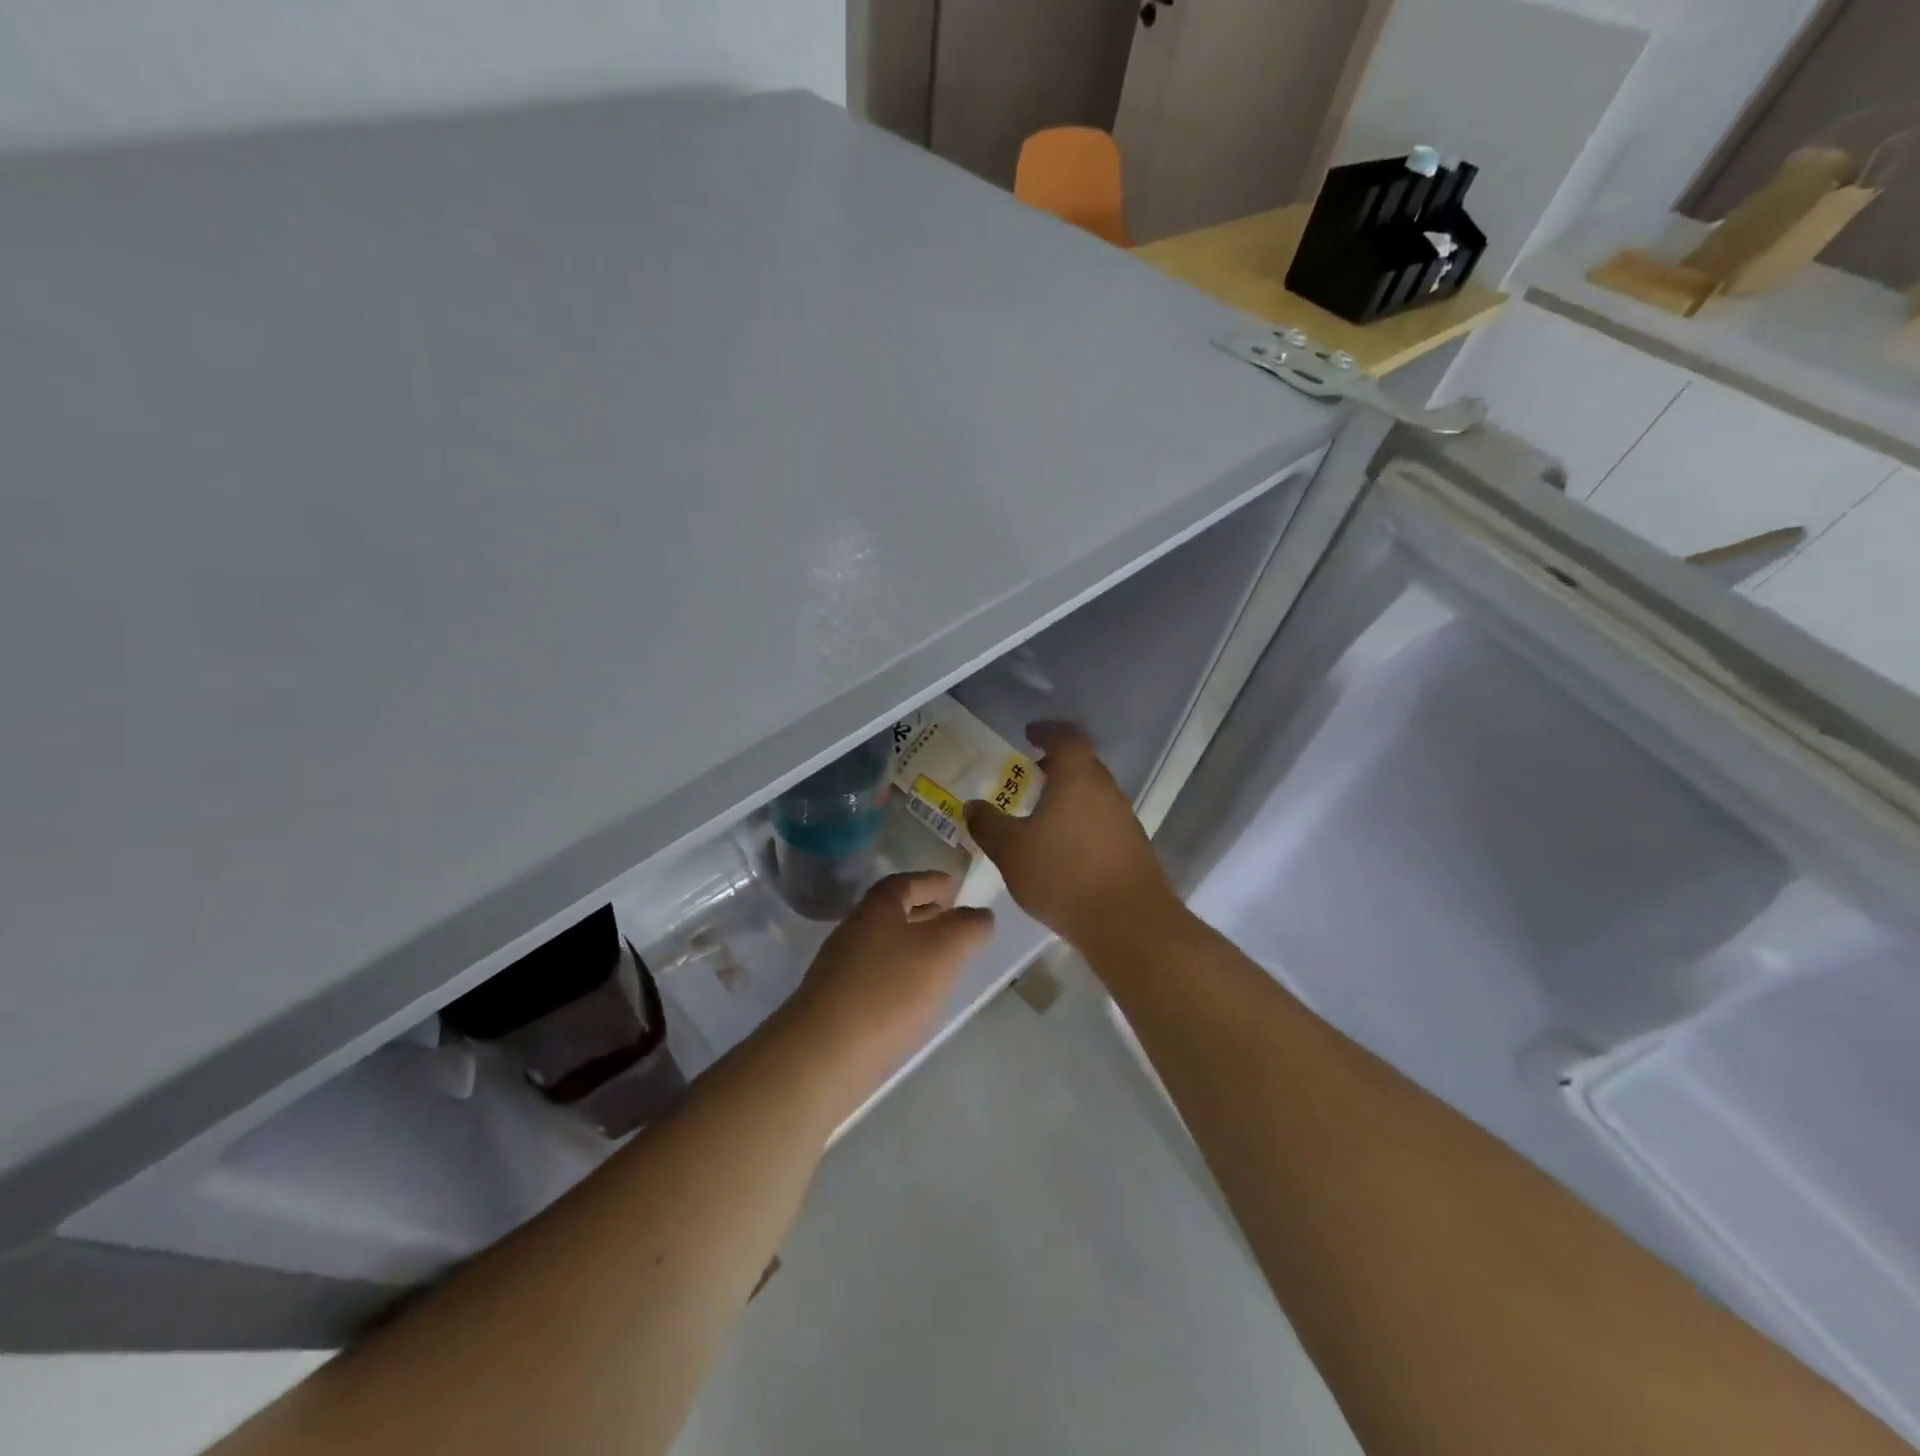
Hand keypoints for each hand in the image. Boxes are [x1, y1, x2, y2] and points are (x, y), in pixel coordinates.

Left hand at [784, 872, 993, 1111]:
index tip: (956, 887)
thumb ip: (968, 928)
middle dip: (924, 912)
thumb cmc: (890, 991)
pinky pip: (876, 974)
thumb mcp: (943, 951)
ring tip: (942, 960)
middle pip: (893, 911)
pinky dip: (900, 974)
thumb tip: (981, 915)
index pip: (907, 882)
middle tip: (953, 919)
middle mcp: (855, 929)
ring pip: (885, 944)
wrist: (825, 1053)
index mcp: (878, 907)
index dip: (933, 882)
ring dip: (913, 945)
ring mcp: (841, 966)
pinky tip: (915, 997)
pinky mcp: (837, 1002)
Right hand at [964, 722, 1179, 950]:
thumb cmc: (1063, 875)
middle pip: (1082, 763)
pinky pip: (1102, 819)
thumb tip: (973, 806)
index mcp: (1077, 777)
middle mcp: (1106, 789)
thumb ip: (988, 825)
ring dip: (1069, 794)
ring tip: (1041, 814)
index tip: (1028, 734)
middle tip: (1029, 776)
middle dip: (1055, 765)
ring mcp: (1124, 817)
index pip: (1066, 736)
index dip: (1046, 730)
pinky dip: (1081, 819)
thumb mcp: (1011, 851)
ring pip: (1093, 793)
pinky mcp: (1133, 845)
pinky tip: (1063, 847)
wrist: (1128, 922)